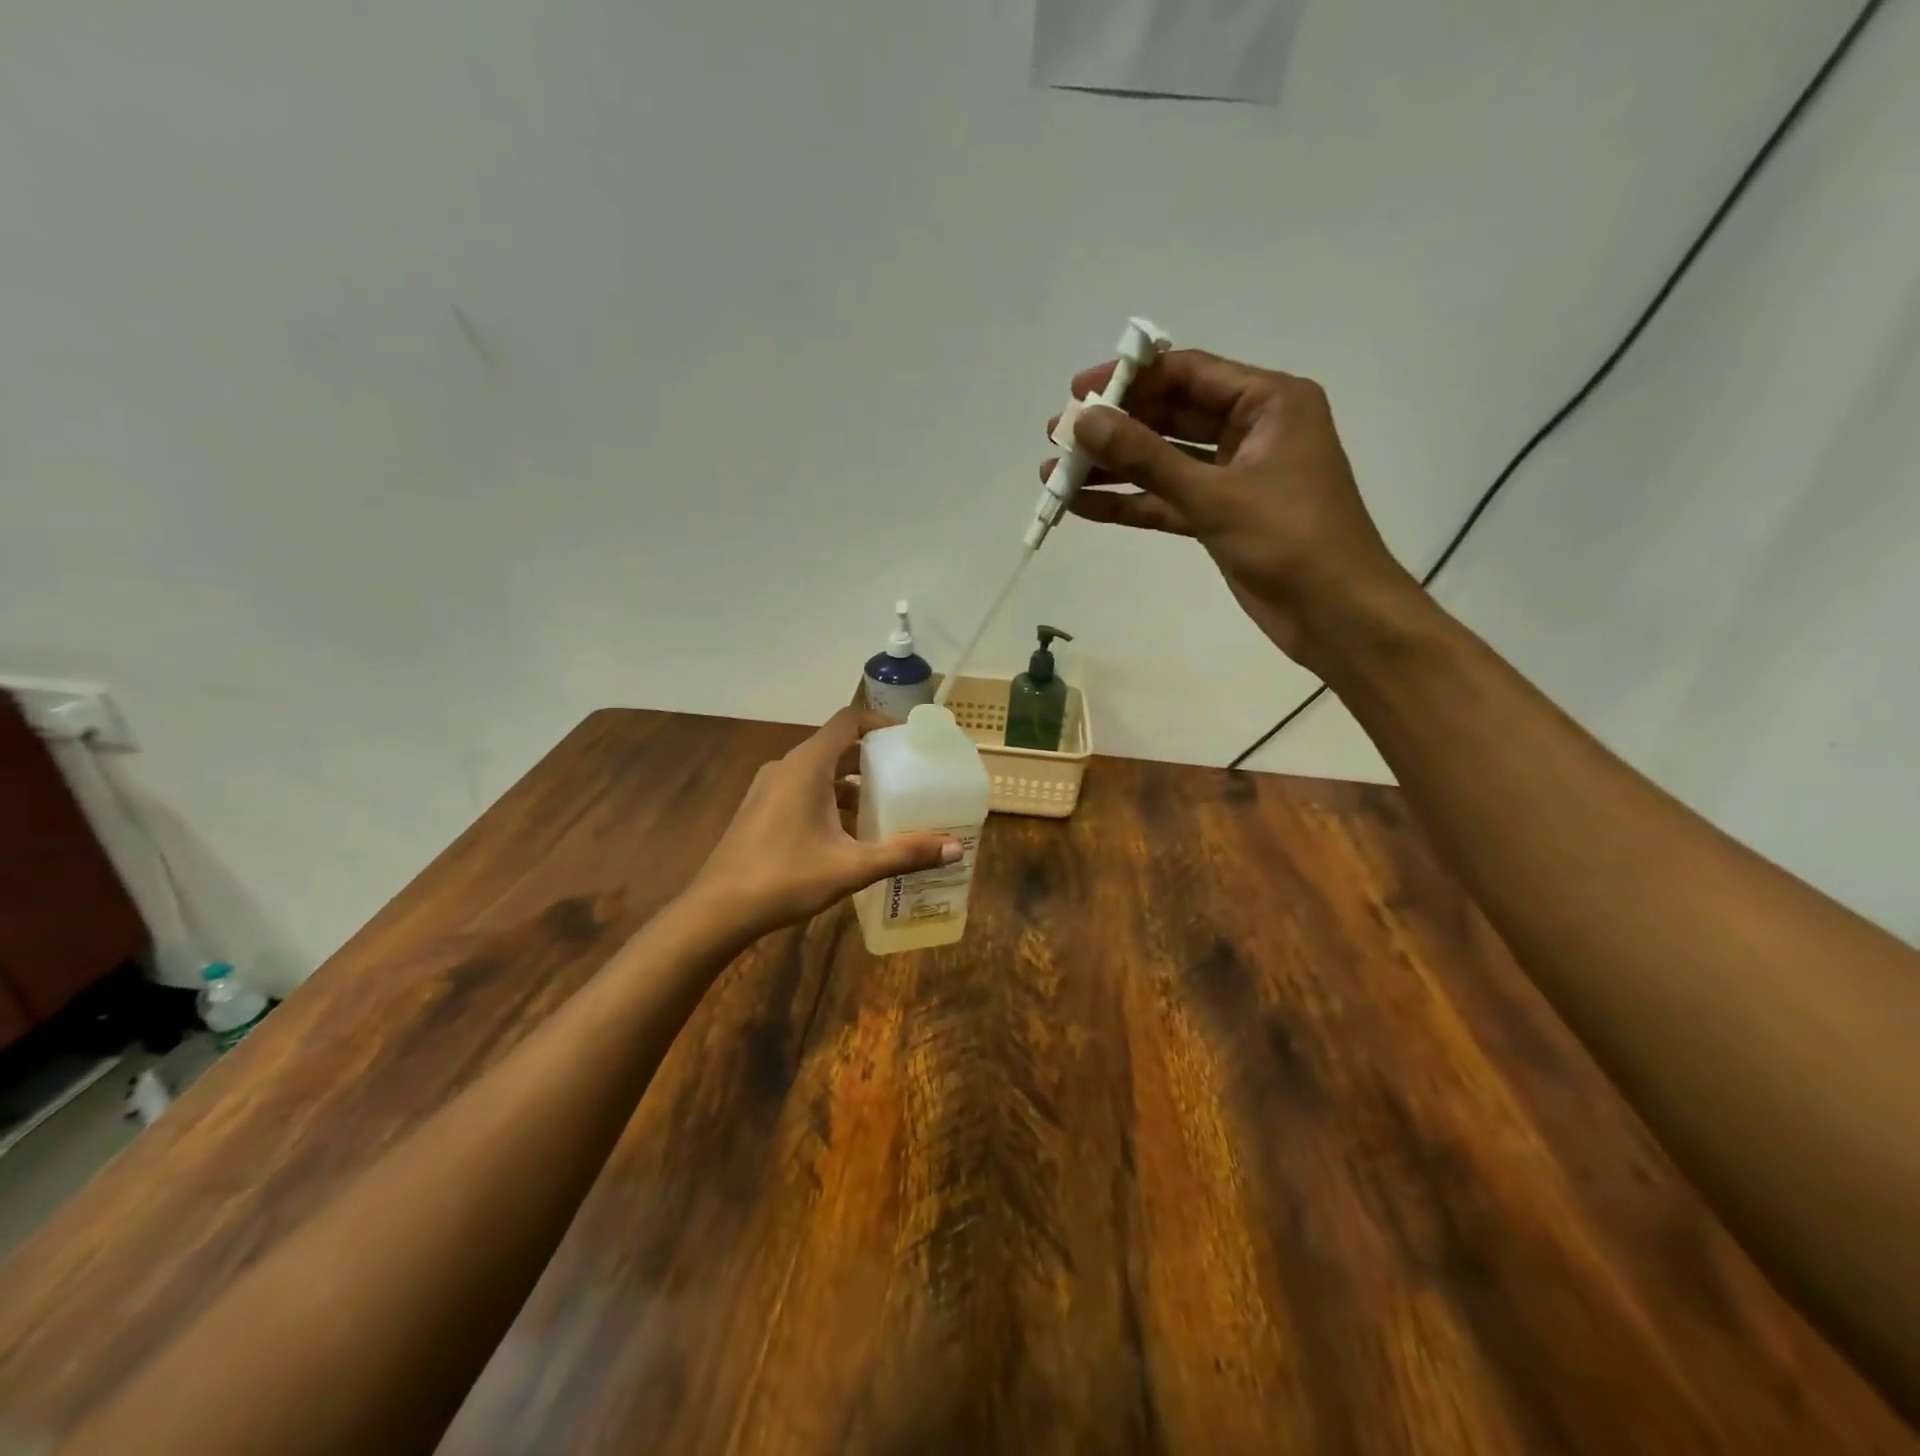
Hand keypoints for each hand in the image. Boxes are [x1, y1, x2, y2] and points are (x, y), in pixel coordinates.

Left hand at [684, 708, 961, 941]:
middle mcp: (785, 767)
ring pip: (818, 771)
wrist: (716, 912)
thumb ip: (904, 854)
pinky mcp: (759, 809)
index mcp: (806, 766)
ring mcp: (768, 788)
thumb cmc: (785, 879)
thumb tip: (955, 849)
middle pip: (835, 746)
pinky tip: (847, 833)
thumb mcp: (852, 867)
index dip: (879, 723)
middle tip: (906, 775)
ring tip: (883, 806)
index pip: (847, 721)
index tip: (909, 740)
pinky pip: (802, 789)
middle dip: (871, 757)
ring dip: (850, 782)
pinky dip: (829, 798)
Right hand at [1047, 350, 1419, 669]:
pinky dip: (1129, 504)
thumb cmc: (1290, 539)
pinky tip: (1082, 506)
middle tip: (1058, 438)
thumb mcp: (1214, 494)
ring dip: (1113, 469)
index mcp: (1268, 402)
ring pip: (1163, 462)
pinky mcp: (1219, 517)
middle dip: (1114, 429)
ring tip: (1054, 476)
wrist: (1334, 613)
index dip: (1130, 379)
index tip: (1077, 393)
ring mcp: (1233, 476)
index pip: (1189, 373)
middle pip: (1170, 416)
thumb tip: (1085, 423)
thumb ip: (1146, 458)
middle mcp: (1251, 430)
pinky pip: (1167, 500)